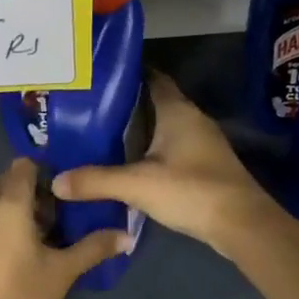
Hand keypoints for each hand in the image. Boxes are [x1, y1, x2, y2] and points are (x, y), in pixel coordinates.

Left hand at [0, 157, 128, 298]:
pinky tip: (15, 256)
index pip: (24, 165)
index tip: (65, 193)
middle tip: (58, 220)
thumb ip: (94, 247)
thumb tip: (127, 235)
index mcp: (7, 204)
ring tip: (39, 240)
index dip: (46, 172)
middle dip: (32, 195)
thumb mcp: (63, 273)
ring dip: (15, 213)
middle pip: (8, 184)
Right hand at [53, 75, 277, 255]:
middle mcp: (191, 119)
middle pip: (154, 102)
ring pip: (163, 127)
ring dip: (138, 130)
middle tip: (88, 109)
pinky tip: (128, 164)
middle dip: (125, 105)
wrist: (242, 225)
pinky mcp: (204, 166)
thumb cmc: (191, 190)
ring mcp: (202, 143)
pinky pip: (170, 148)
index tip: (97, 77)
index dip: (127, 74)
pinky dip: (150, 150)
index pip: (152, 77)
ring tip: (101, 135)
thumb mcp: (137, 185)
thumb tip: (56, 181)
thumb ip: (96, 181)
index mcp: (177, 111)